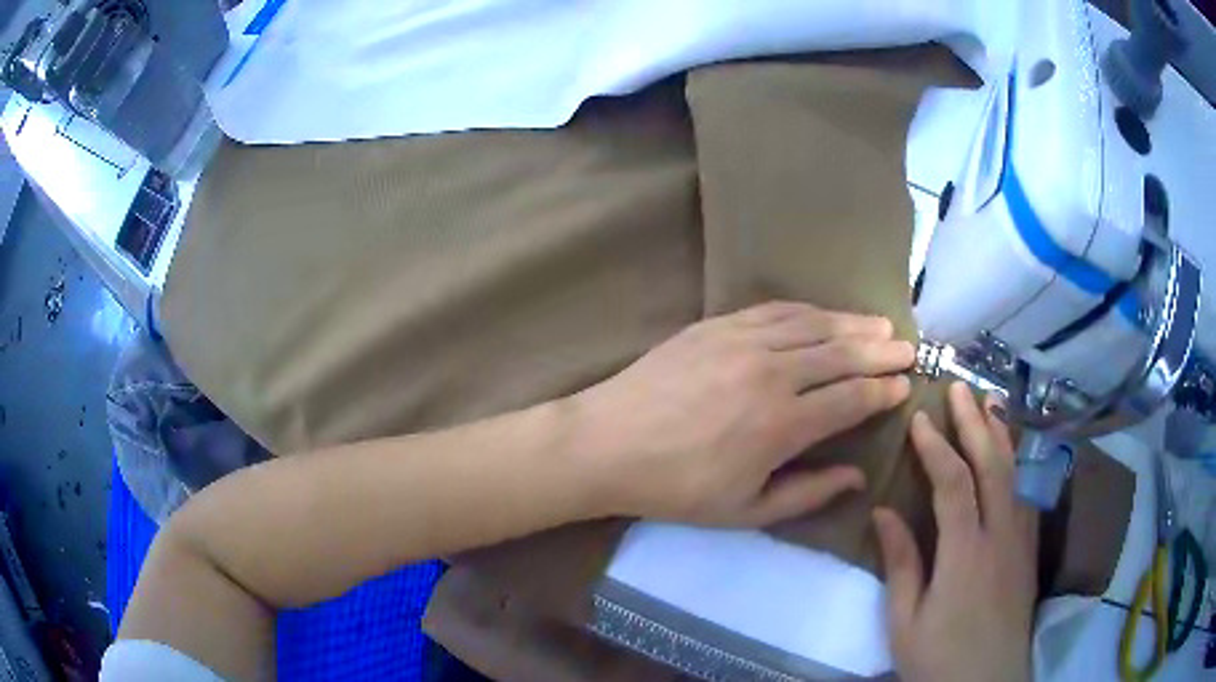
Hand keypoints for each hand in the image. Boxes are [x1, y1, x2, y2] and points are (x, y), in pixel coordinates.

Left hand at [574, 301, 913, 526]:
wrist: (608, 444)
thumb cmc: (677, 488)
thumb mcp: (745, 510)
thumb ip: (807, 493)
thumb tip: (856, 476)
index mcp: (783, 425)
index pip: (851, 399)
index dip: (883, 391)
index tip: (904, 386)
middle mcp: (772, 374)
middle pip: (842, 355)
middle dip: (880, 352)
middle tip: (908, 348)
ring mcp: (743, 342)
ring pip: (813, 326)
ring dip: (851, 325)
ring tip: (879, 325)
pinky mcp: (717, 325)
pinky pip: (774, 311)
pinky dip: (808, 311)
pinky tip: (824, 313)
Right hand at [875, 382, 1038, 681]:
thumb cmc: (939, 658)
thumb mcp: (905, 621)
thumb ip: (901, 564)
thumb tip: (883, 512)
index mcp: (965, 554)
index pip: (953, 483)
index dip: (936, 446)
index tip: (919, 418)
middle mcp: (1000, 535)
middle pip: (993, 465)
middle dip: (975, 422)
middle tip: (960, 387)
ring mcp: (1021, 540)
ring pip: (1017, 473)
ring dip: (1002, 434)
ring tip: (990, 403)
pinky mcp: (1030, 550)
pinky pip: (1027, 493)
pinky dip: (1018, 463)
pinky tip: (1012, 454)